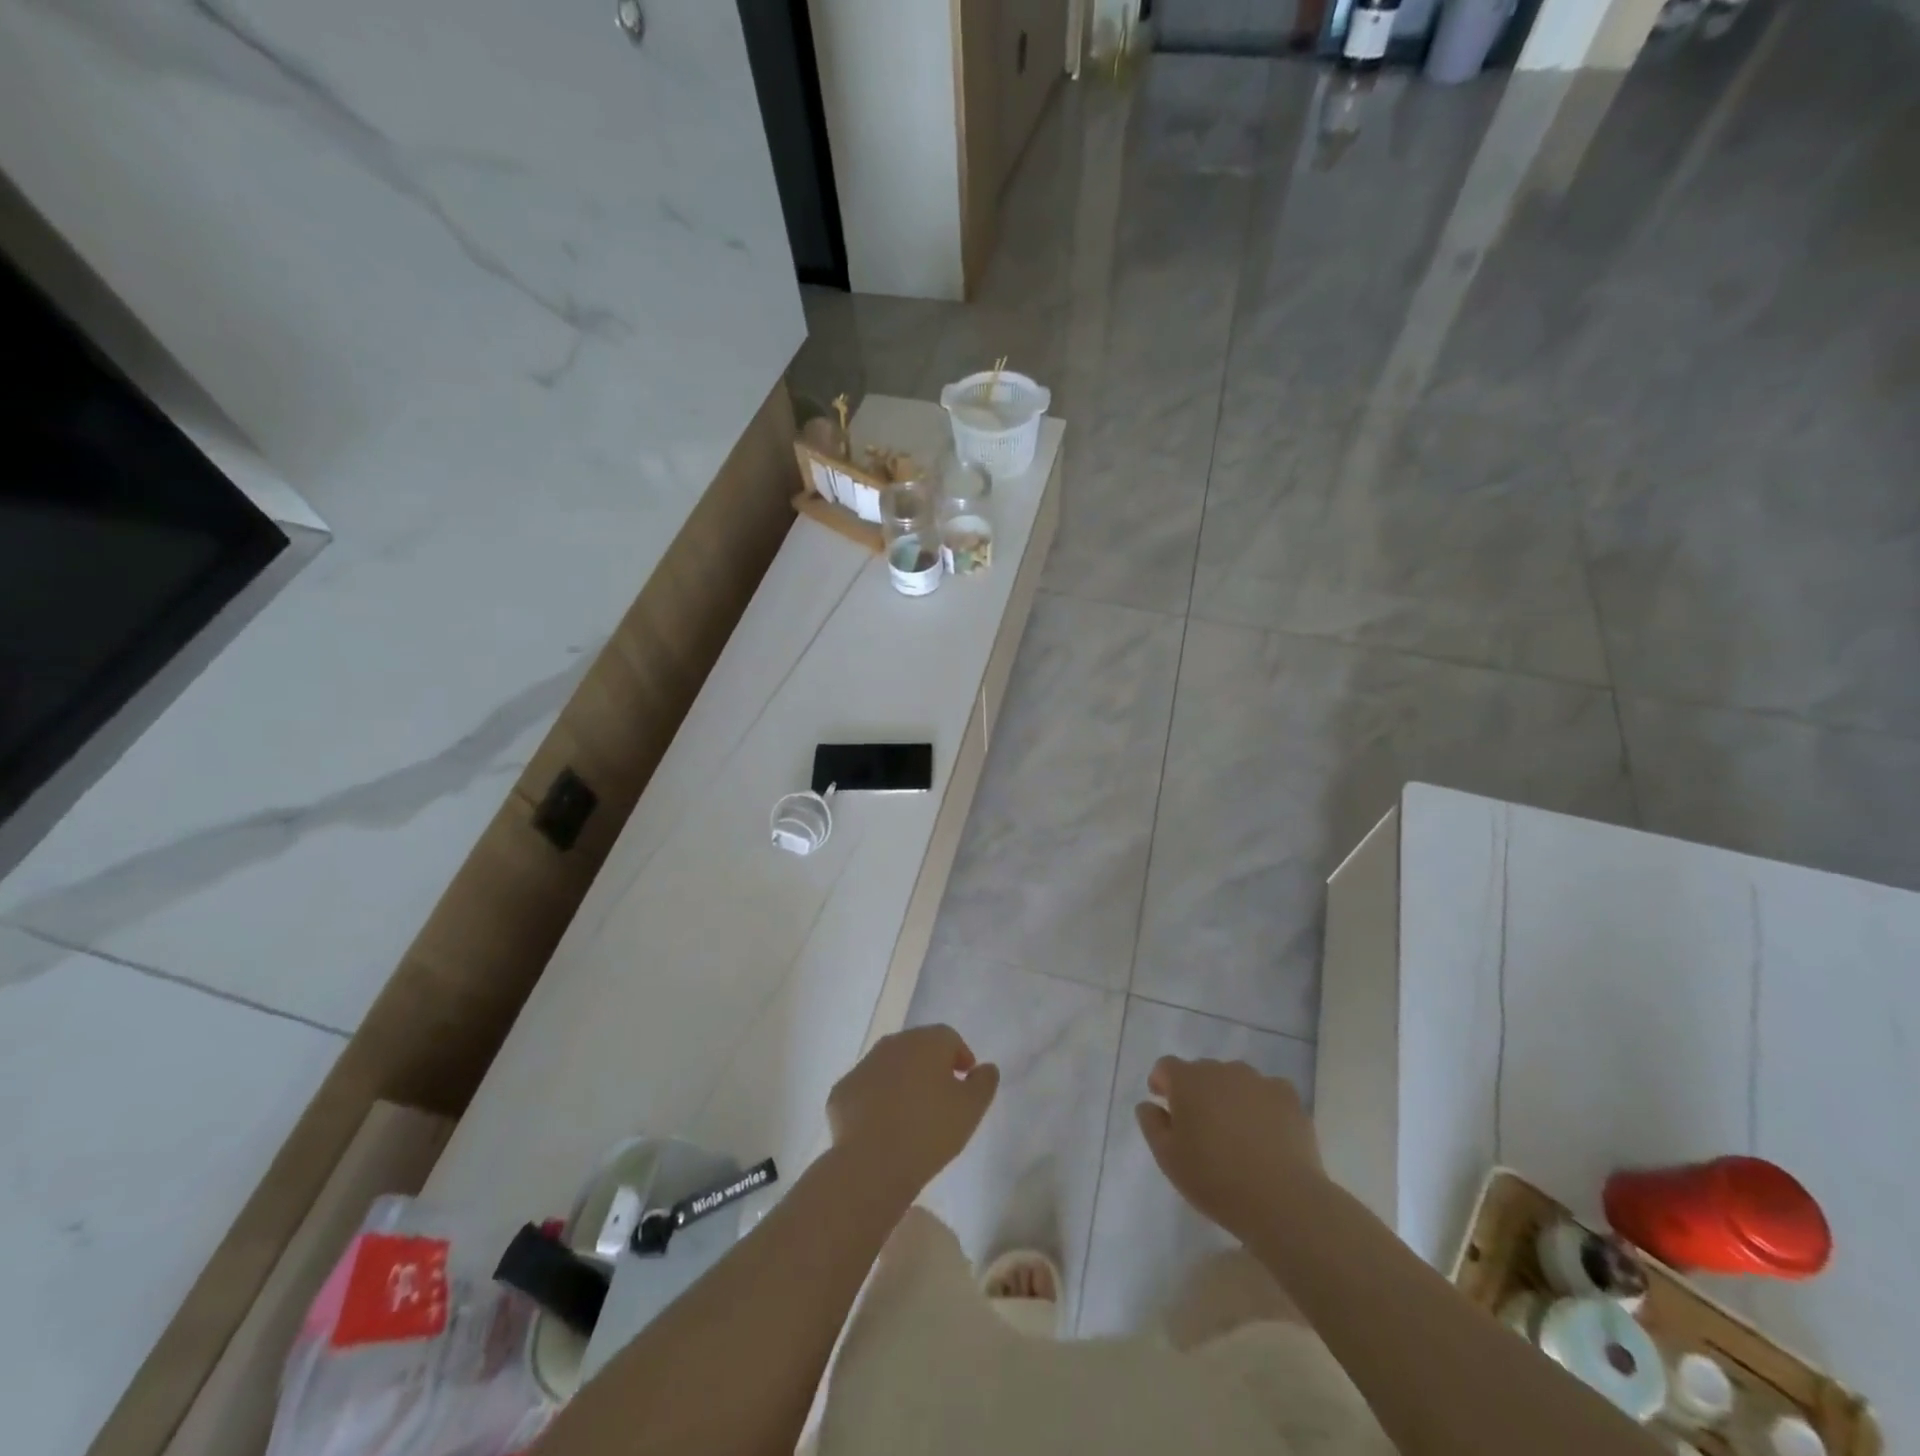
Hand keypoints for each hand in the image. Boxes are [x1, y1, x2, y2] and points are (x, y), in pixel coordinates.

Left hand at [828, 1025, 998, 1199]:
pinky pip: (866, 1090)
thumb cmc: (930, 1130)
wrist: (872, 1163)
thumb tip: (985, 1068)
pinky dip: (875, 1101)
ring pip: (889, 1067)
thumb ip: (984, 1082)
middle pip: (917, 1048)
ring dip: (901, 1082)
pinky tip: (882, 1128)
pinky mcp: (842, 1090)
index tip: (964, 1083)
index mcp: (926, 1041)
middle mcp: (893, 1043)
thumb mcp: (971, 1109)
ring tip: (910, 1116)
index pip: (949, 1038)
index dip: (960, 1058)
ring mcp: (863, 1065)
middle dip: (930, 1067)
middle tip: (939, 1099)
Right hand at [1135, 1057, 1322, 1242]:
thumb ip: (1152, 1124)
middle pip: (1202, 1072)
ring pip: (1236, 1081)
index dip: (1162, 1082)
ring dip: (1230, 1097)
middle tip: (1201, 1126)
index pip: (1166, 1066)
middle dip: (1197, 1091)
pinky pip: (1267, 1093)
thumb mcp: (1168, 1158)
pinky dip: (1262, 1107)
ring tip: (1237, 1133)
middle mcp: (1222, 1070)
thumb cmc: (1215, 1179)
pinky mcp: (1288, 1097)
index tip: (1164, 1104)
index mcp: (1188, 1080)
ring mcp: (1258, 1081)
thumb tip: (1149, 1104)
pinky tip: (1267, 1135)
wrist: (1282, 1200)